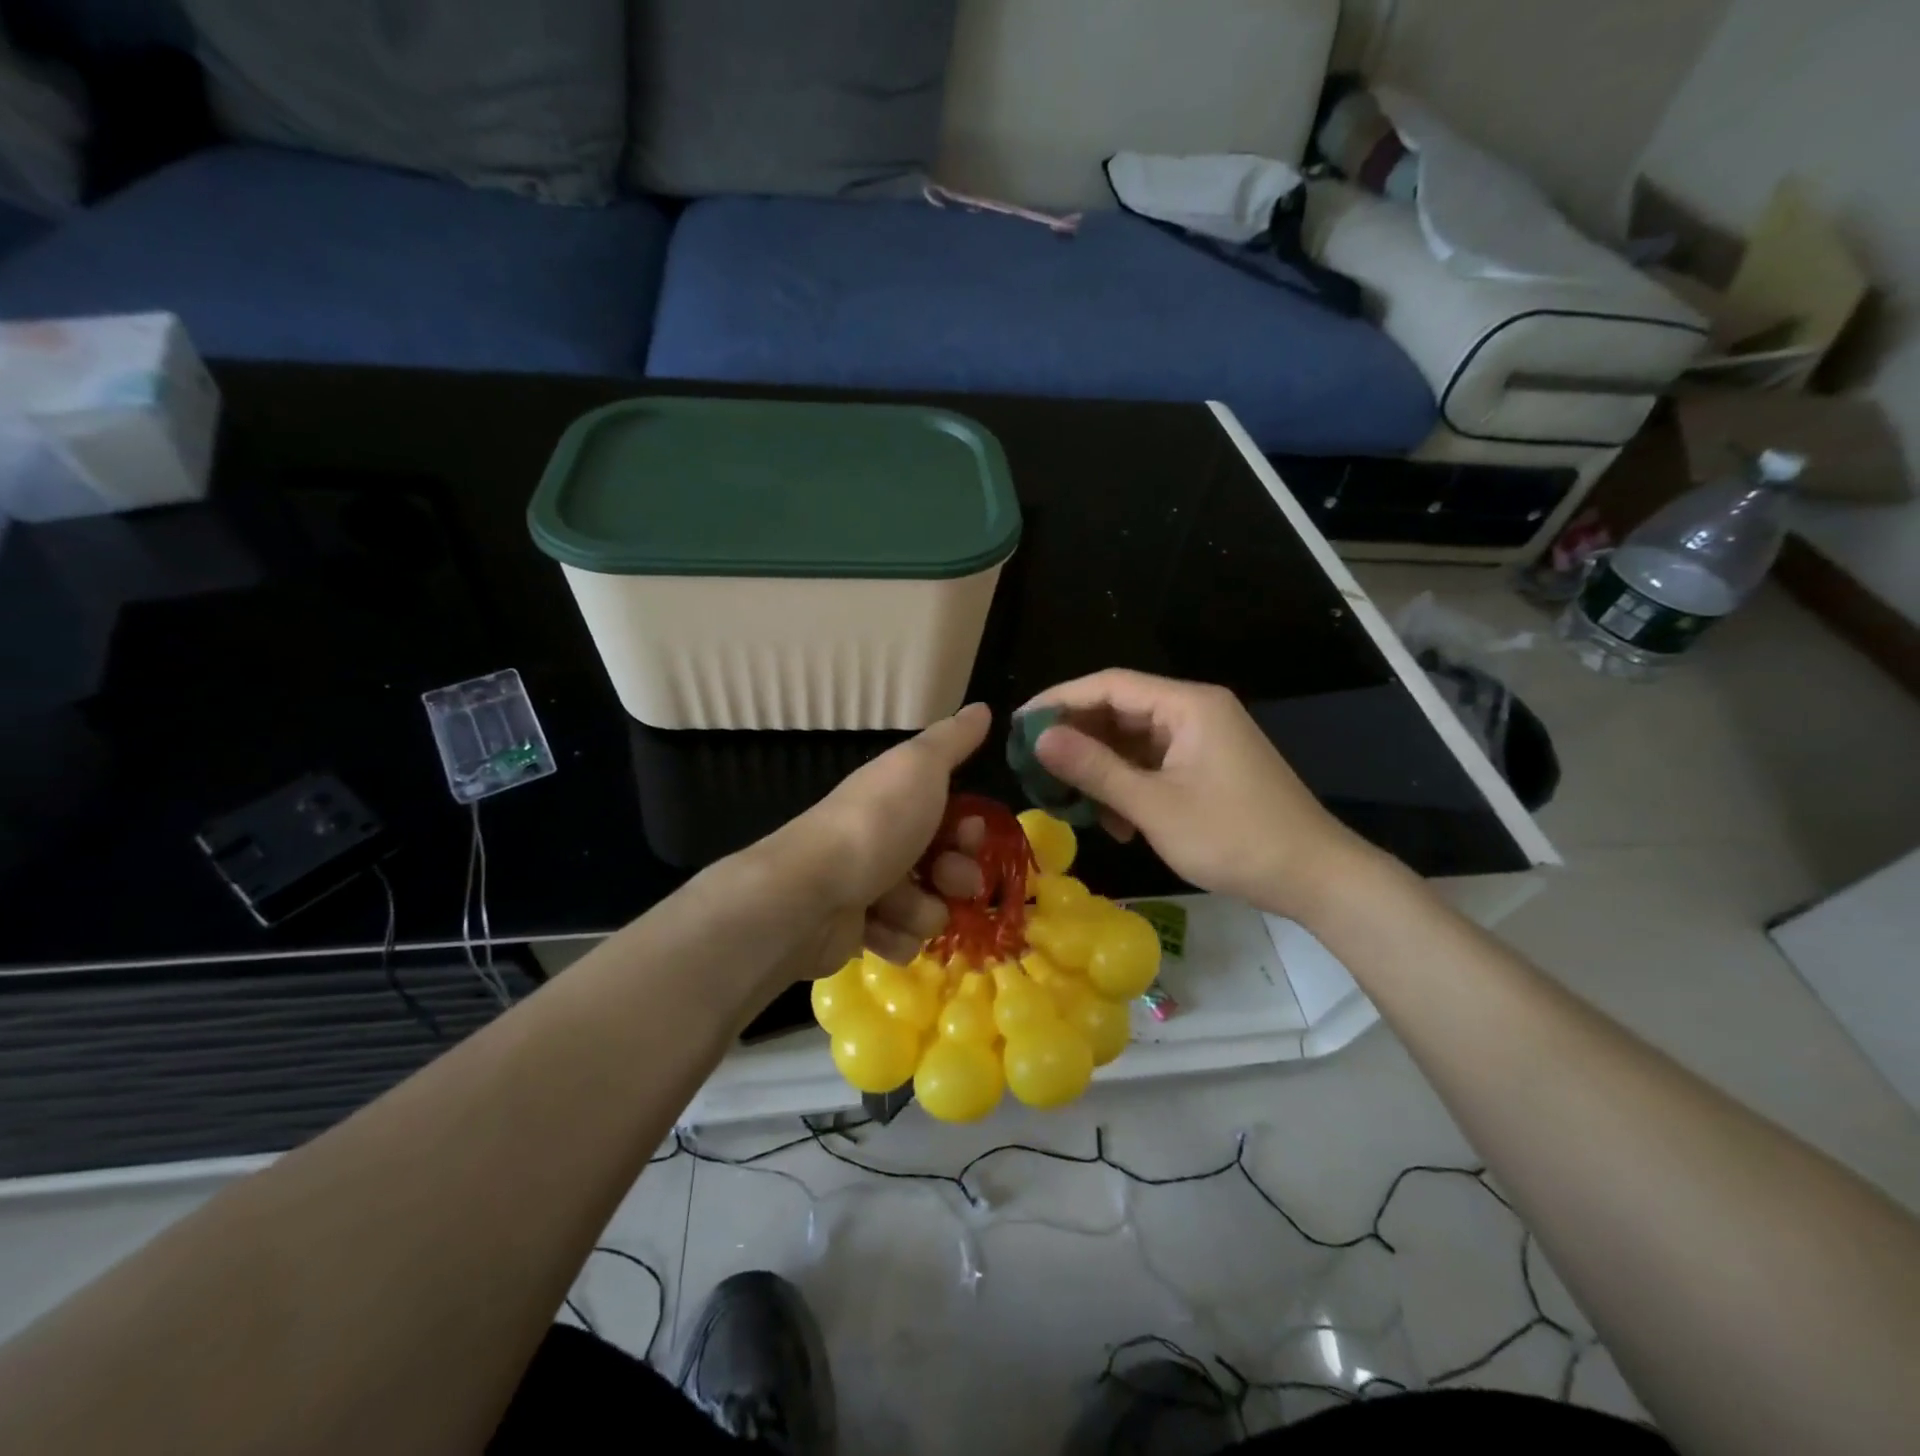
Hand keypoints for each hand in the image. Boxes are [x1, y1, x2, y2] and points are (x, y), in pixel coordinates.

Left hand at [763, 703, 990, 978]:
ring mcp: (869, 889)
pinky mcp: (857, 933)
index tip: (970, 834)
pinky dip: (894, 936)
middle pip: (947, 867)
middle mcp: (885, 842)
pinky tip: (874, 928)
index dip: (970, 830)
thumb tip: (982, 707)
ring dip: (921, 910)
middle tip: (944, 879)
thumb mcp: (920, 767)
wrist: (812, 893)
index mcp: (896, 801)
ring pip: (929, 909)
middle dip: (956, 877)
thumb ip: (952, 740)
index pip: (952, 818)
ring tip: (894, 906)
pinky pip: (902, 941)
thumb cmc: (875, 825)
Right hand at [1026, 670, 1380, 919]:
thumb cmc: (1234, 837)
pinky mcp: (1206, 767)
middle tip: (1035, 767)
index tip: (1018, 725)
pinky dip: (1128, 787)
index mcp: (1186, 705)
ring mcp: (1202, 740)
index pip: (1108, 685)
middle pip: (1119, 711)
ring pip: (1132, 742)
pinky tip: (1117, 822)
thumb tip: (1039, 738)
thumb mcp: (1154, 806)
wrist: (1314, 877)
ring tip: (1071, 802)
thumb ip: (1095, 769)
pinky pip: (1153, 764)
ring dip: (1101, 770)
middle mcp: (1193, 711)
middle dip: (1077, 740)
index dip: (1059, 700)